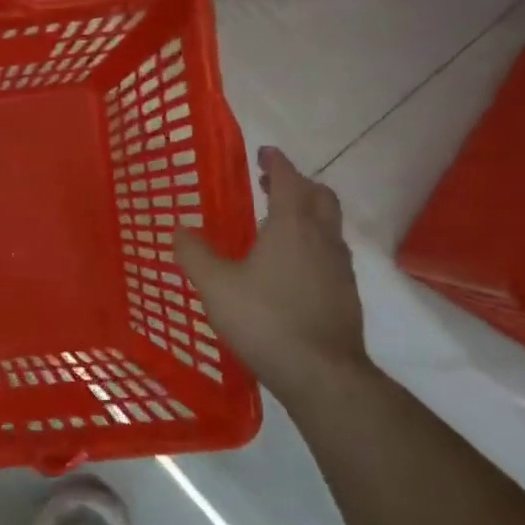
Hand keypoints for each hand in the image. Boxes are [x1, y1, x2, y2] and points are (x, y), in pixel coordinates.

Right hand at [174, 147, 371, 404]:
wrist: (319, 371)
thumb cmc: (264, 318)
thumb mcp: (215, 285)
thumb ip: (194, 254)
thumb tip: (179, 229)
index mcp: (292, 227)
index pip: (289, 181)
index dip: (277, 164)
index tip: (265, 153)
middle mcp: (322, 239)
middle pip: (321, 198)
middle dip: (298, 185)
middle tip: (271, 185)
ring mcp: (339, 267)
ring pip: (329, 226)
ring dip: (308, 214)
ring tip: (278, 224)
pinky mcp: (344, 293)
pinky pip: (330, 253)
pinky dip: (312, 243)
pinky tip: (291, 266)